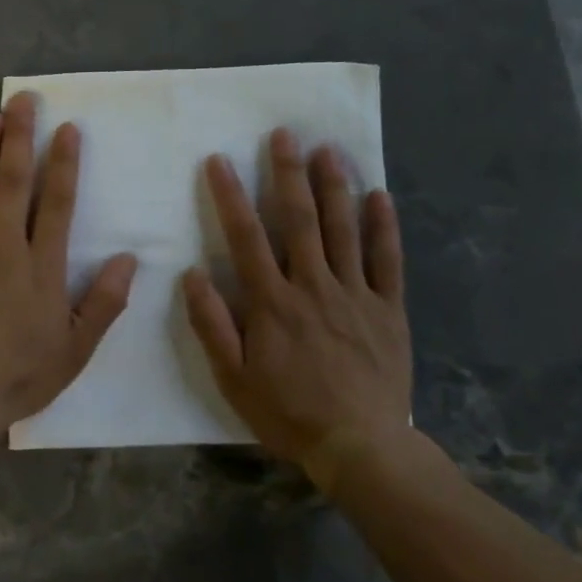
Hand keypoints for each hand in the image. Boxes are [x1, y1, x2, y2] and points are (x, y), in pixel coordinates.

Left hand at [0, 92, 138, 436]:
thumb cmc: (20, 376)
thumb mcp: (77, 349)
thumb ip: (105, 302)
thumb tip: (129, 258)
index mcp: (42, 267)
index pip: (58, 203)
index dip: (65, 163)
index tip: (68, 128)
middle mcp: (4, 247)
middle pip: (14, 183)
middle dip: (20, 138)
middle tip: (24, 100)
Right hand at [182, 129, 413, 490]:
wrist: (359, 446)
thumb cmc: (288, 412)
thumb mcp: (233, 377)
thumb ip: (212, 324)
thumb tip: (192, 274)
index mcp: (273, 302)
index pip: (246, 237)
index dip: (230, 195)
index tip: (219, 160)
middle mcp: (313, 286)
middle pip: (300, 220)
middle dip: (288, 173)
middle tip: (284, 134)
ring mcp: (355, 294)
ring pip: (344, 230)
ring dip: (334, 187)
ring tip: (328, 149)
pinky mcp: (388, 309)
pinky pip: (387, 261)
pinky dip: (384, 227)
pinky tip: (380, 196)